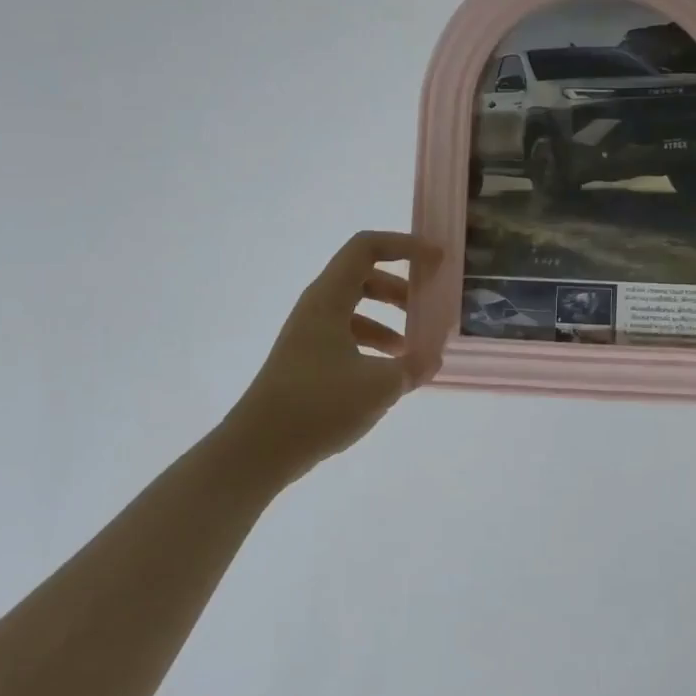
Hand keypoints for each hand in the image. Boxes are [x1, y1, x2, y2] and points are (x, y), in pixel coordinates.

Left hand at [227, 230, 441, 478]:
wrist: (259, 449)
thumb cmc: (319, 405)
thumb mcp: (379, 386)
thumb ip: (414, 366)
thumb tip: (434, 357)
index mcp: (329, 298)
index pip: (367, 248)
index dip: (404, 246)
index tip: (436, 260)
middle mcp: (317, 308)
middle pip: (363, 276)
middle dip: (399, 286)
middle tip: (427, 305)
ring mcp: (309, 334)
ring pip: (355, 309)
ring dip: (387, 319)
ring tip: (412, 348)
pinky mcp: (307, 360)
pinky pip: (346, 336)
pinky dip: (371, 344)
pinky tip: (389, 374)